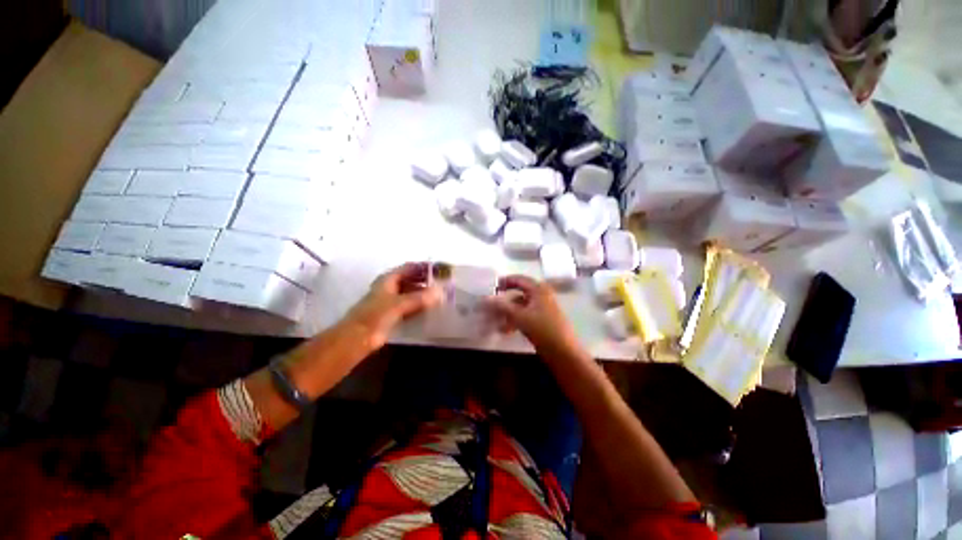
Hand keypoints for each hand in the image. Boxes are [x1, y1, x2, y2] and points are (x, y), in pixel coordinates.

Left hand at [345, 262, 442, 349]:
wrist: (358, 338)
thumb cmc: (375, 315)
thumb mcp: (399, 304)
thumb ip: (420, 298)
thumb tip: (440, 293)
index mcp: (389, 279)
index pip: (410, 267)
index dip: (424, 267)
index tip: (440, 270)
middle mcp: (391, 287)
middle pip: (411, 280)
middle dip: (426, 281)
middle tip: (444, 284)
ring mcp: (392, 301)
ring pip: (412, 293)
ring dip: (424, 294)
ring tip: (441, 296)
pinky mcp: (394, 314)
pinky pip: (411, 306)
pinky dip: (420, 306)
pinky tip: (432, 309)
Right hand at [486, 275, 581, 354]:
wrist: (564, 352)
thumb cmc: (542, 329)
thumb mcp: (520, 316)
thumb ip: (502, 306)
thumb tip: (486, 298)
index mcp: (539, 290)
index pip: (519, 279)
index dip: (505, 281)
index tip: (492, 286)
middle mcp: (541, 296)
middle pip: (519, 293)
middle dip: (505, 299)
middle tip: (491, 302)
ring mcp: (543, 309)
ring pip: (521, 306)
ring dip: (508, 312)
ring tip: (495, 320)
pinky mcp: (543, 321)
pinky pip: (525, 316)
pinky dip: (515, 320)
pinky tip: (505, 330)